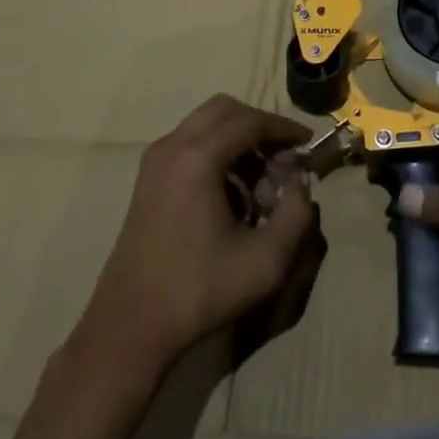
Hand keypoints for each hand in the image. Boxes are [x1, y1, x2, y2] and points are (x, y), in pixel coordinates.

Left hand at [80, 96, 321, 375]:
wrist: (130, 328)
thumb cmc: (200, 291)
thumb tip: (301, 184)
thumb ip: (297, 215)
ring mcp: (155, 162)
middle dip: (260, 129)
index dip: (284, 128)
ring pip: (207, 126)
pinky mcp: (148, 180)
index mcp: (198, 158)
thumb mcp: (266, 261)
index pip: (250, 121)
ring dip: (240, 143)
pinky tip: (233, 199)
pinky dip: (218, 155)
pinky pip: (190, 145)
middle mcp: (172, 147)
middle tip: (283, 161)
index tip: (308, 144)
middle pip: (226, 110)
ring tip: (262, 189)